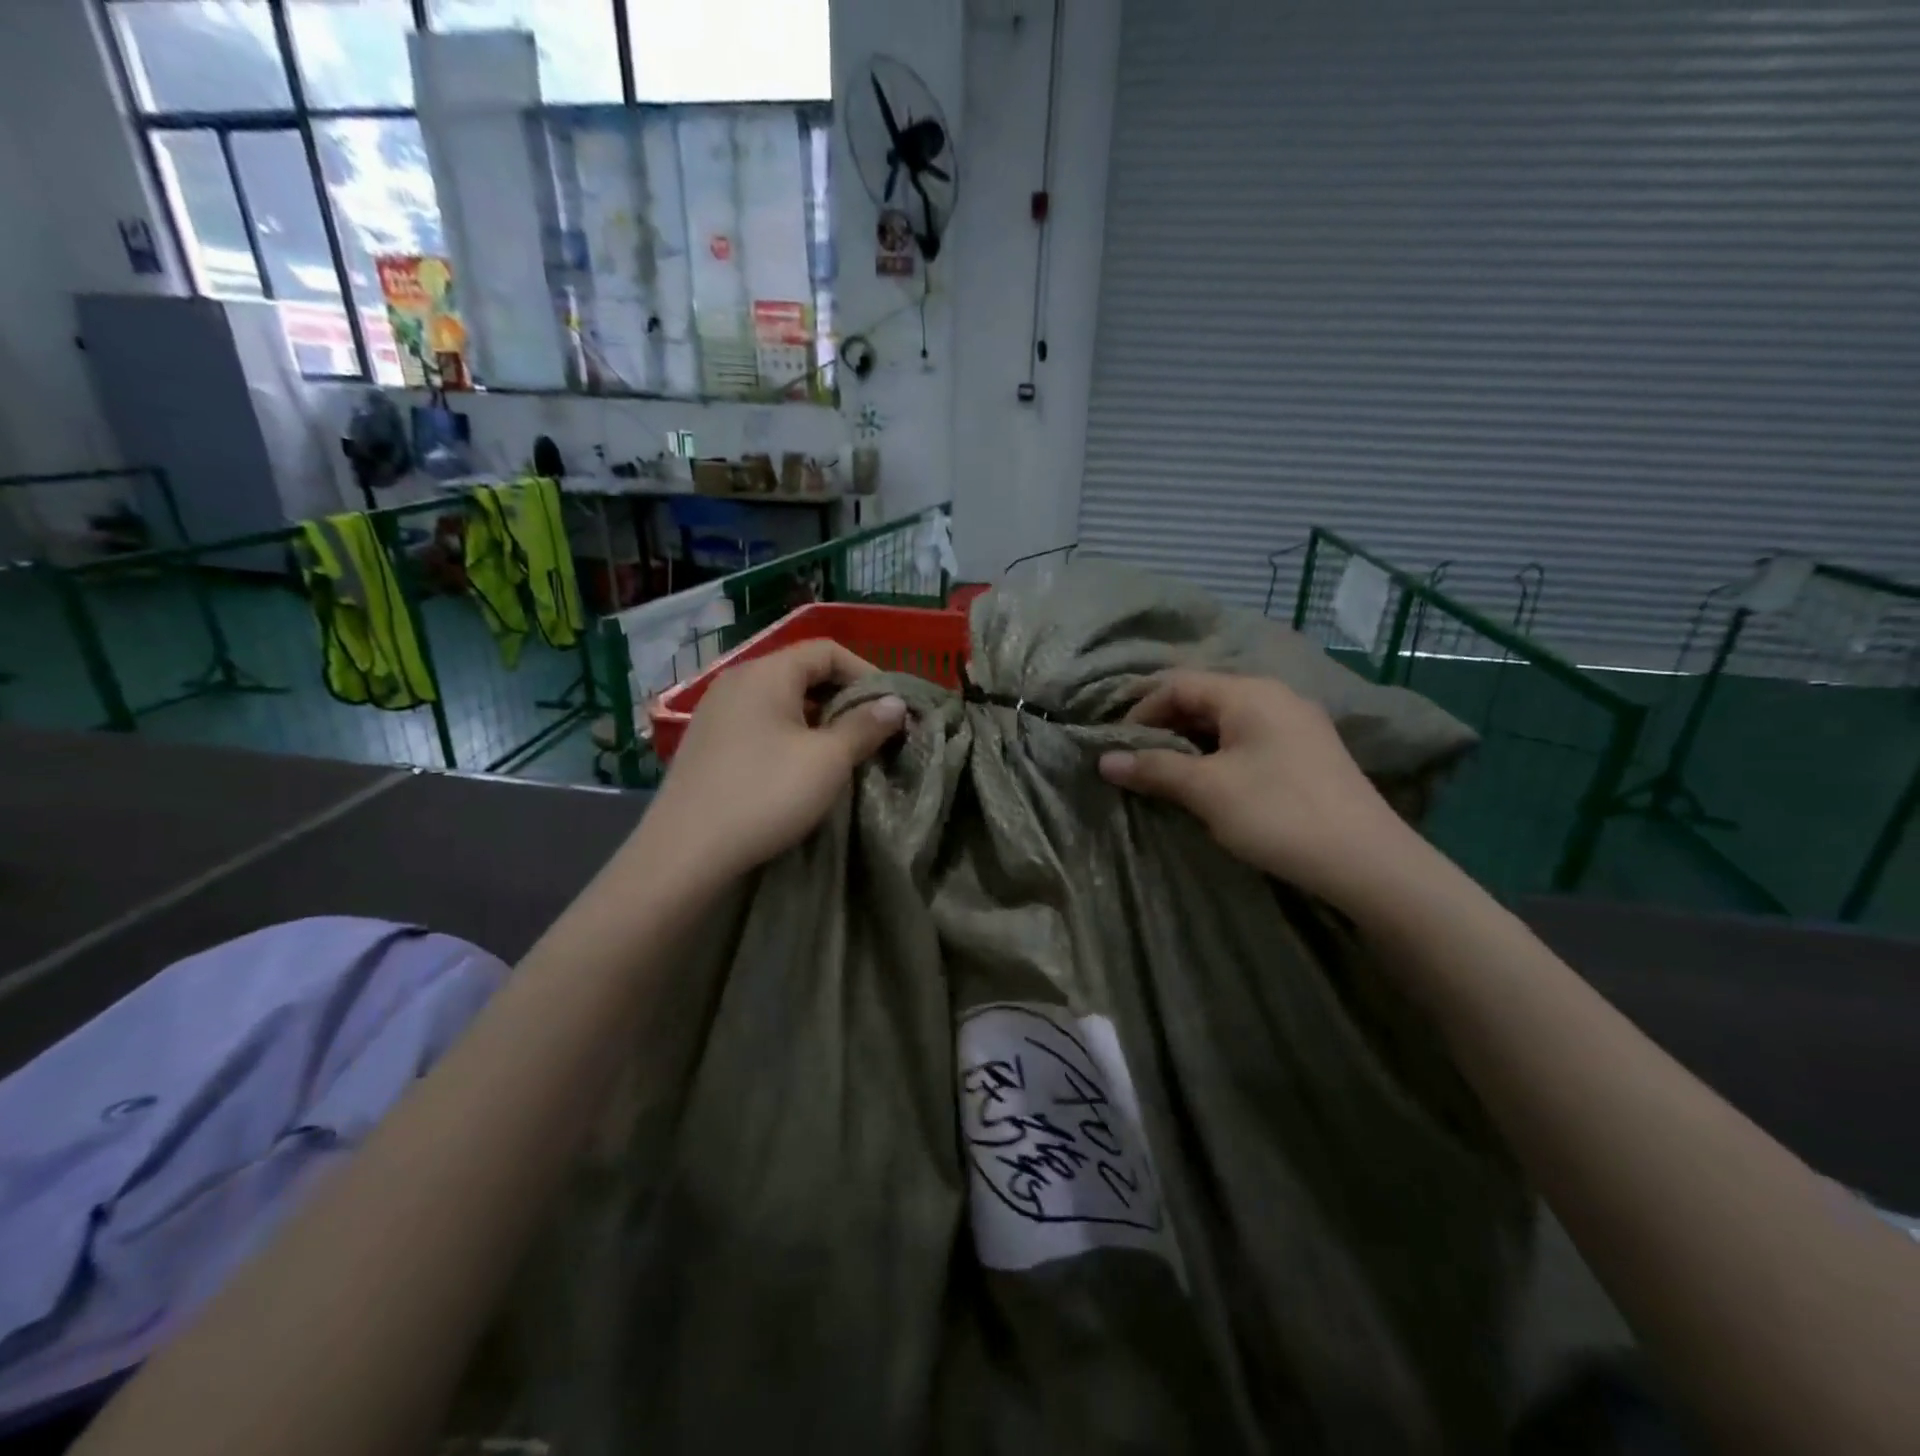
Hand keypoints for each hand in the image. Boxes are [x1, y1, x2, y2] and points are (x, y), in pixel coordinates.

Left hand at [642, 641, 905, 887]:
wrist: (685, 851)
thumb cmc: (765, 794)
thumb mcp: (828, 760)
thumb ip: (865, 726)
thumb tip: (895, 704)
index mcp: (766, 672)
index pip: (826, 650)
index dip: (866, 672)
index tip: (890, 708)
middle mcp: (737, 681)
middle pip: (803, 672)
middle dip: (844, 698)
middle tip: (872, 732)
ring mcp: (717, 712)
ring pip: (782, 701)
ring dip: (819, 719)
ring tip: (843, 752)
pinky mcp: (708, 743)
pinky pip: (761, 723)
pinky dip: (790, 735)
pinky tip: (801, 767)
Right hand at [1098, 670, 1428, 910]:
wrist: (1366, 862)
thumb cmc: (1277, 813)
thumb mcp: (1206, 790)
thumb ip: (1154, 769)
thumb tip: (1104, 760)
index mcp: (1249, 693)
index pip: (1178, 684)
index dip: (1141, 710)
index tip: (1118, 746)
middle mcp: (1275, 696)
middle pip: (1204, 698)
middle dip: (1165, 726)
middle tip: (1138, 761)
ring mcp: (1297, 724)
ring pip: (1227, 721)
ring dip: (1191, 743)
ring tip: (1168, 775)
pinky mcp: (1309, 753)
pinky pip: (1250, 740)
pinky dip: (1220, 754)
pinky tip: (1212, 784)